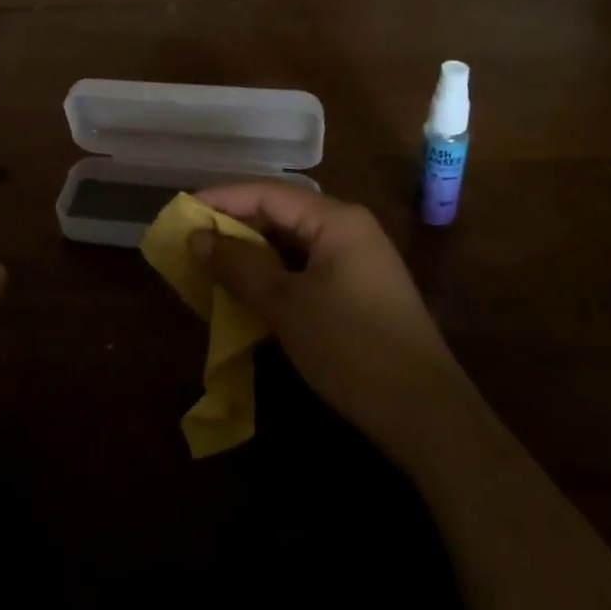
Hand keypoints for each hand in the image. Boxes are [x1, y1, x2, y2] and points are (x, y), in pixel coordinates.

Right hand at [190, 182, 460, 474]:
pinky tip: (250, 293)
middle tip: (193, 242)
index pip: (268, 193)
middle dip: (236, 227)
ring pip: (293, 244)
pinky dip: (275, 276)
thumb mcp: (286, 305)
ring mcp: (358, 261)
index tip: (183, 211)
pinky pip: (307, 269)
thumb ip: (239, 265)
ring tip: (213, 266)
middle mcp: (349, 229)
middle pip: (281, 214)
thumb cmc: (352, 348)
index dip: (222, 199)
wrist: (428, 416)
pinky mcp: (360, 291)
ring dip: (253, 254)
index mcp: (336, 219)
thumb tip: (197, 237)